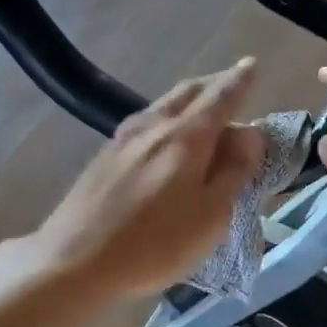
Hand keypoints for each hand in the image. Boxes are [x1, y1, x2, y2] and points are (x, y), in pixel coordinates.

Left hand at [27, 59, 264, 298]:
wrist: (74, 261)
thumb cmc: (154, 245)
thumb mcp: (211, 216)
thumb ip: (234, 171)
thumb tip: (249, 133)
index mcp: (186, 137)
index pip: (221, 96)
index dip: (240, 81)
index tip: (252, 65)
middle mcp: (154, 126)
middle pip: (189, 92)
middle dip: (214, 84)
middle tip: (232, 84)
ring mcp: (123, 138)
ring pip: (164, 105)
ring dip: (189, 100)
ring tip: (203, 108)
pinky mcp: (104, 155)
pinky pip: (146, 122)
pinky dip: (167, 118)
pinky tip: (165, 134)